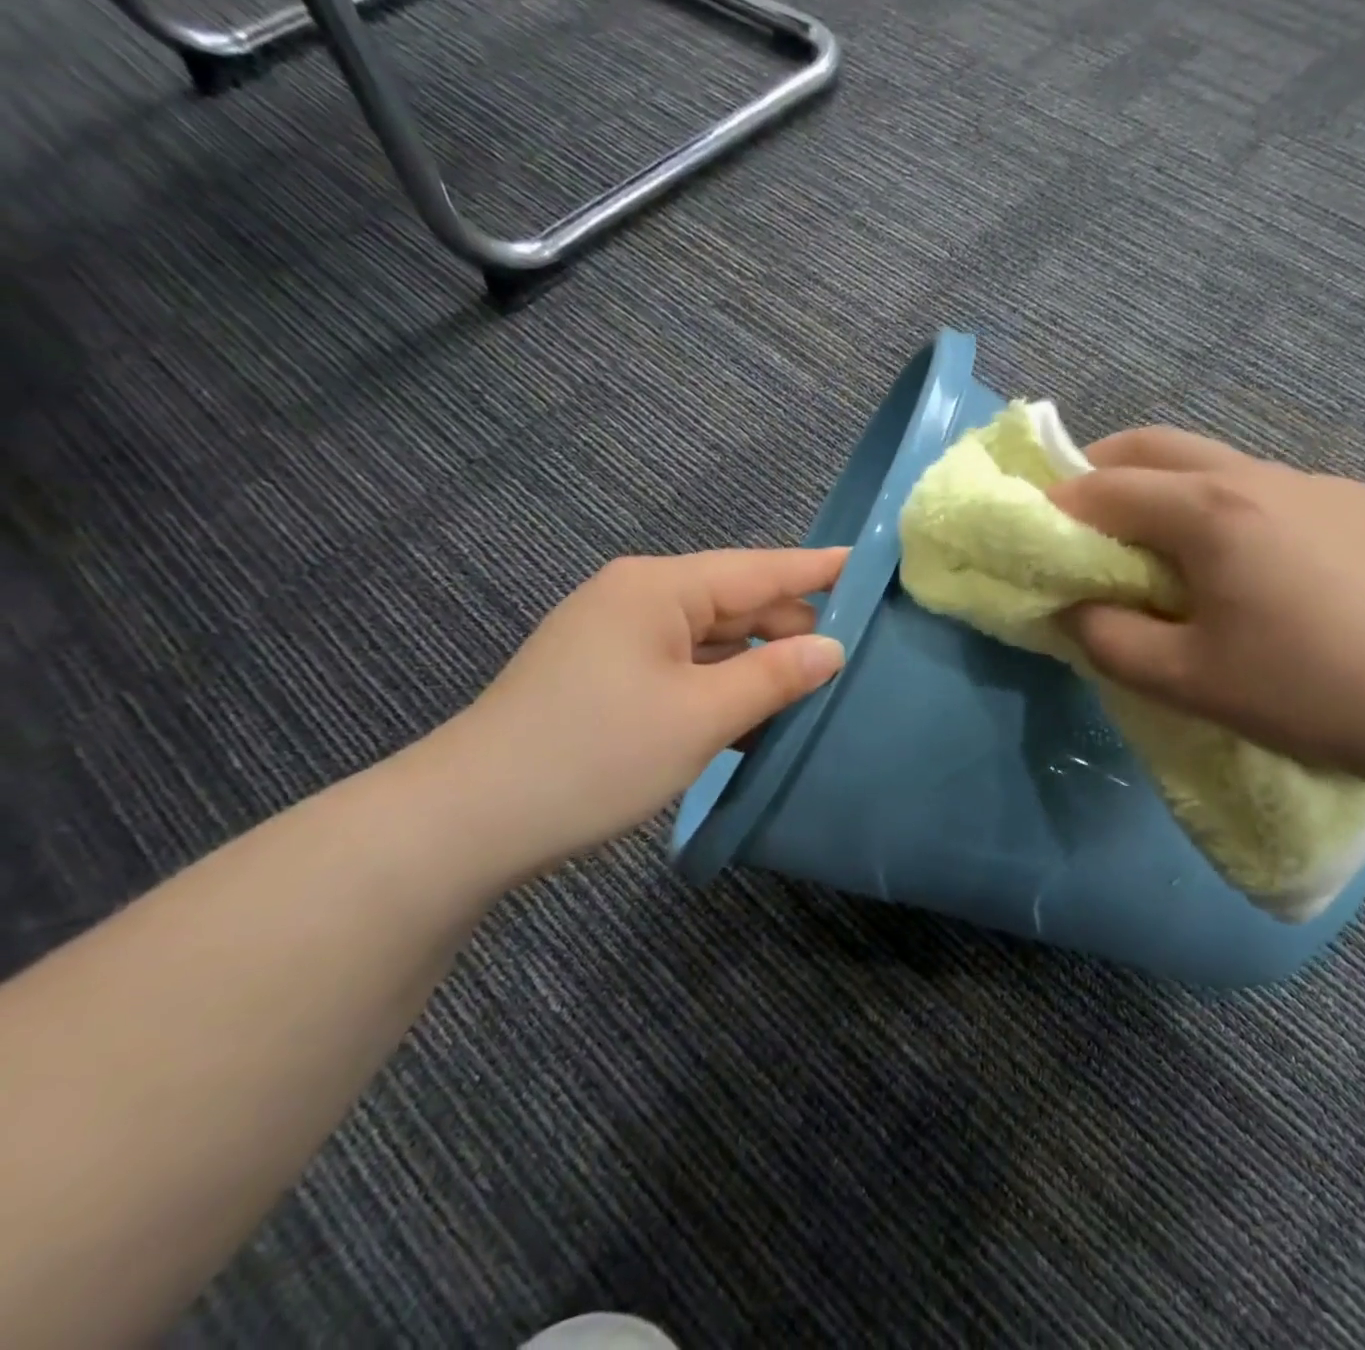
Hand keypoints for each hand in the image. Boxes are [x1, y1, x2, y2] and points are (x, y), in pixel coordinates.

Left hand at [430, 548, 846, 879]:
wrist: (469, 821)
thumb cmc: (595, 754)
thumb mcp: (700, 716)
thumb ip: (774, 677)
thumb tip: (832, 650)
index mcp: (659, 589)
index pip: (759, 569)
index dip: (818, 570)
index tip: (870, 567)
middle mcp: (640, 600)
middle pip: (738, 605)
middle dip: (792, 632)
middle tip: (851, 665)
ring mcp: (621, 640)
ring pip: (714, 642)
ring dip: (759, 668)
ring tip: (815, 696)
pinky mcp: (610, 678)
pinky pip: (687, 670)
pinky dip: (724, 690)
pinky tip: (759, 721)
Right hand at [1050, 428, 1364, 791]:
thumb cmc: (1306, 690)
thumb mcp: (1186, 680)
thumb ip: (1109, 641)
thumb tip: (1071, 610)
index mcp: (1211, 511)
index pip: (1108, 487)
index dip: (1060, 504)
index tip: (1037, 530)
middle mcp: (1260, 475)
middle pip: (1158, 445)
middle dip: (1104, 465)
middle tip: (1080, 507)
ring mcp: (1320, 483)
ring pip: (1220, 464)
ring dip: (1172, 488)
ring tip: (1165, 543)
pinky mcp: (1364, 505)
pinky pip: (1275, 492)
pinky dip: (1234, 510)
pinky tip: (1257, 566)